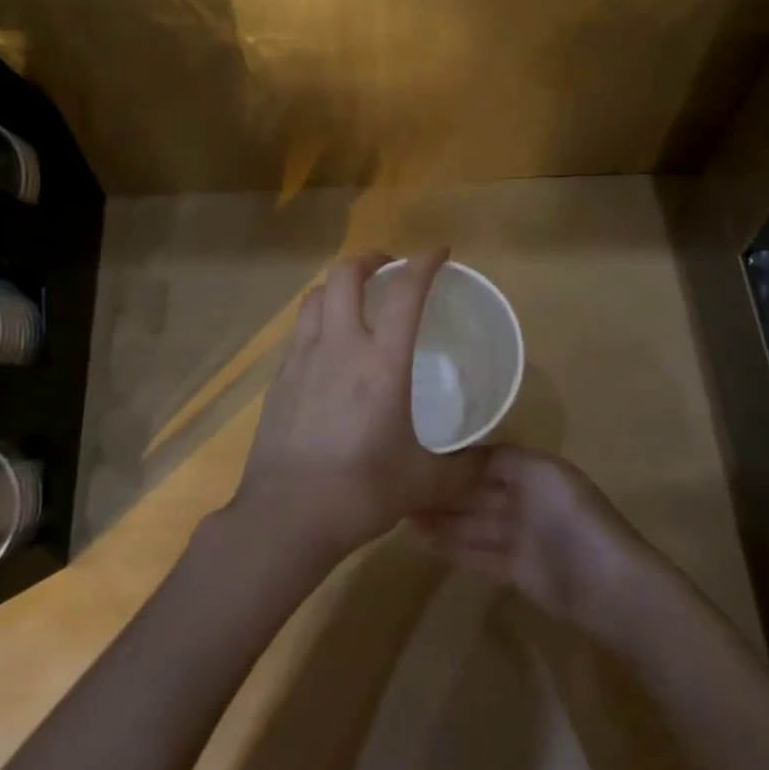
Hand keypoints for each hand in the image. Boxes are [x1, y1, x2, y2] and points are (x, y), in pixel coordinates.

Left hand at [233, 249, 487, 561]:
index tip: (439, 252)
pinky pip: (299, 331)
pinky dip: (319, 322)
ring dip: (338, 286)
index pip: (405, 291)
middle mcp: (339, 346)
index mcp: (382, 361)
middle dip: (370, 259)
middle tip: (389, 270)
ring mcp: (302, 359)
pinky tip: (329, 351)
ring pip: (316, 297)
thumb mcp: (423, 482)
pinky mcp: (279, 379)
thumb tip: (489, 465)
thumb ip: (462, 469)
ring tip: (355, 302)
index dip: (425, 262)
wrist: (285, 516)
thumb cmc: (361, 491)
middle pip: (345, 274)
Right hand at [415, 446, 664, 642]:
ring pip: (470, 523)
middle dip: (440, 489)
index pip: (483, 459)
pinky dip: (451, 546)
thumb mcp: (537, 472)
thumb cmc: (571, 517)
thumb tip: (461, 451)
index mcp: (532, 470)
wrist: (606, 585)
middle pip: (474, 491)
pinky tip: (422, 539)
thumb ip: (498, 460)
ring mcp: (519, 537)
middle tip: (396, 484)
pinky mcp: (514, 571)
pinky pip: (476, 553)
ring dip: (439, 519)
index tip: (414, 452)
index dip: (452, 457)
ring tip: (400, 512)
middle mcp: (524, 499)